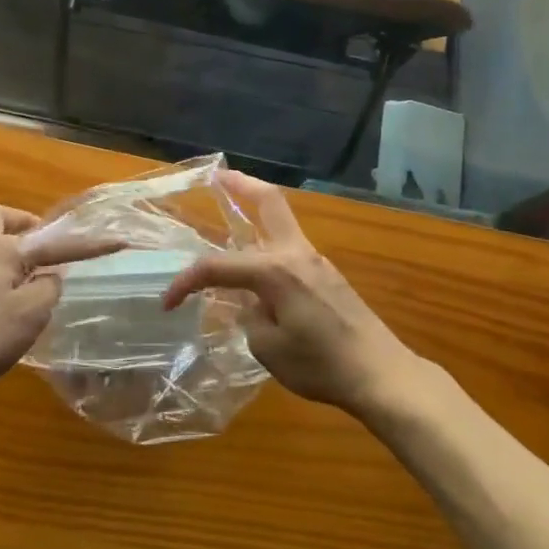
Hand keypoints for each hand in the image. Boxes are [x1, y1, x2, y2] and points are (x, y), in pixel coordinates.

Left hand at [0, 204, 111, 405]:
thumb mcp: (31, 313)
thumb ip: (49, 287)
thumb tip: (50, 277)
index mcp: (3, 249)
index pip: (56, 241)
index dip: (89, 244)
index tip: (118, 241)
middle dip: (24, 224)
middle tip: (44, 250)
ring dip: (14, 255)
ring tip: (34, 286)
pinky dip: (2, 279)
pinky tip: (10, 310)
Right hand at [162, 171, 422, 418]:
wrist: (380, 372)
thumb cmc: (321, 365)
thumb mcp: (268, 349)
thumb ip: (248, 316)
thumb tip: (247, 301)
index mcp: (274, 270)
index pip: (217, 266)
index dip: (186, 281)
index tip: (167, 302)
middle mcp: (295, 253)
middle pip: (269, 202)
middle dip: (241, 184)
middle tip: (217, 175)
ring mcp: (315, 261)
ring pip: (281, 222)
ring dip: (256, 210)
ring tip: (233, 212)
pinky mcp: (327, 275)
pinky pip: (290, 246)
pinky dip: (268, 241)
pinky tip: (259, 264)